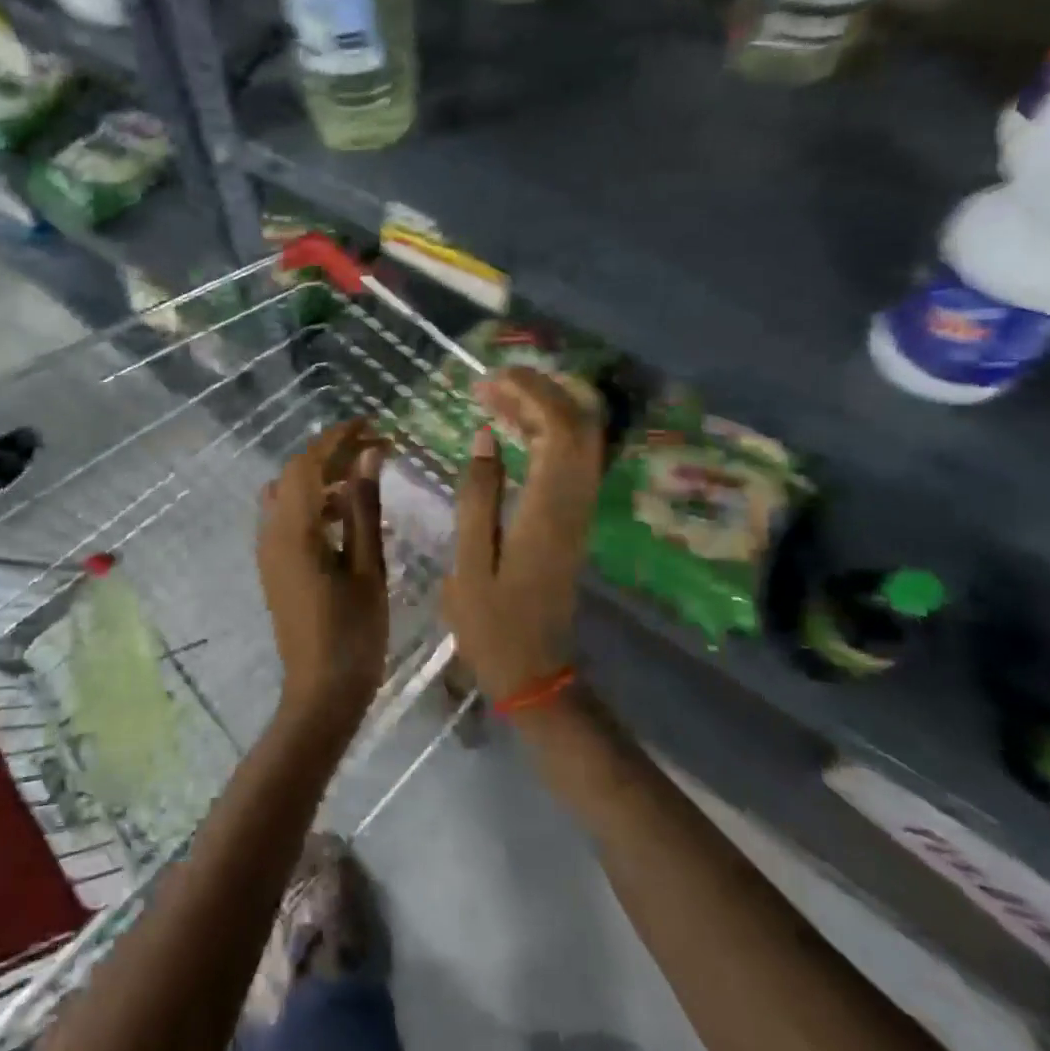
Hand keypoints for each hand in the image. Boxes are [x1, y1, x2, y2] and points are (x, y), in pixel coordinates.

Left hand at [257, 419, 389, 740]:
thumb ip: (364, 507)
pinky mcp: (274, 566)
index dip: (337, 437)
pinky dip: (316, 504)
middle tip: (375, 448)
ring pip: (290, 495)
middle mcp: (271, 532)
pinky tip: (347, 517)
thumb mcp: (367, 566)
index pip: (308, 463)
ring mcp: (269, 550)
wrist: (321, 693)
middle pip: (296, 475)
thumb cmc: (353, 633)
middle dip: (332, 454)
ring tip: (366, 479)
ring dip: (324, 479)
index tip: (370, 422)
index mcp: (293, 530)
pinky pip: (289, 518)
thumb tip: (368, 455)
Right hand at [443, 368, 604, 702]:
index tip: (490, 379)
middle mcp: (575, 502)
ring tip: (492, 400)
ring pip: (578, 440)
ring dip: (541, 410)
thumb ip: (477, 496)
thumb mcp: (468, 562)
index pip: (559, 429)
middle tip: (489, 384)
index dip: (531, 392)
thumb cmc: (492, 623)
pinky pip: (569, 460)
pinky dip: (544, 434)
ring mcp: (580, 510)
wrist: (536, 671)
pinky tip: (510, 433)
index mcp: (548, 509)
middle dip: (539, 391)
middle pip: (579, 425)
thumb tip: (485, 437)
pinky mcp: (575, 519)